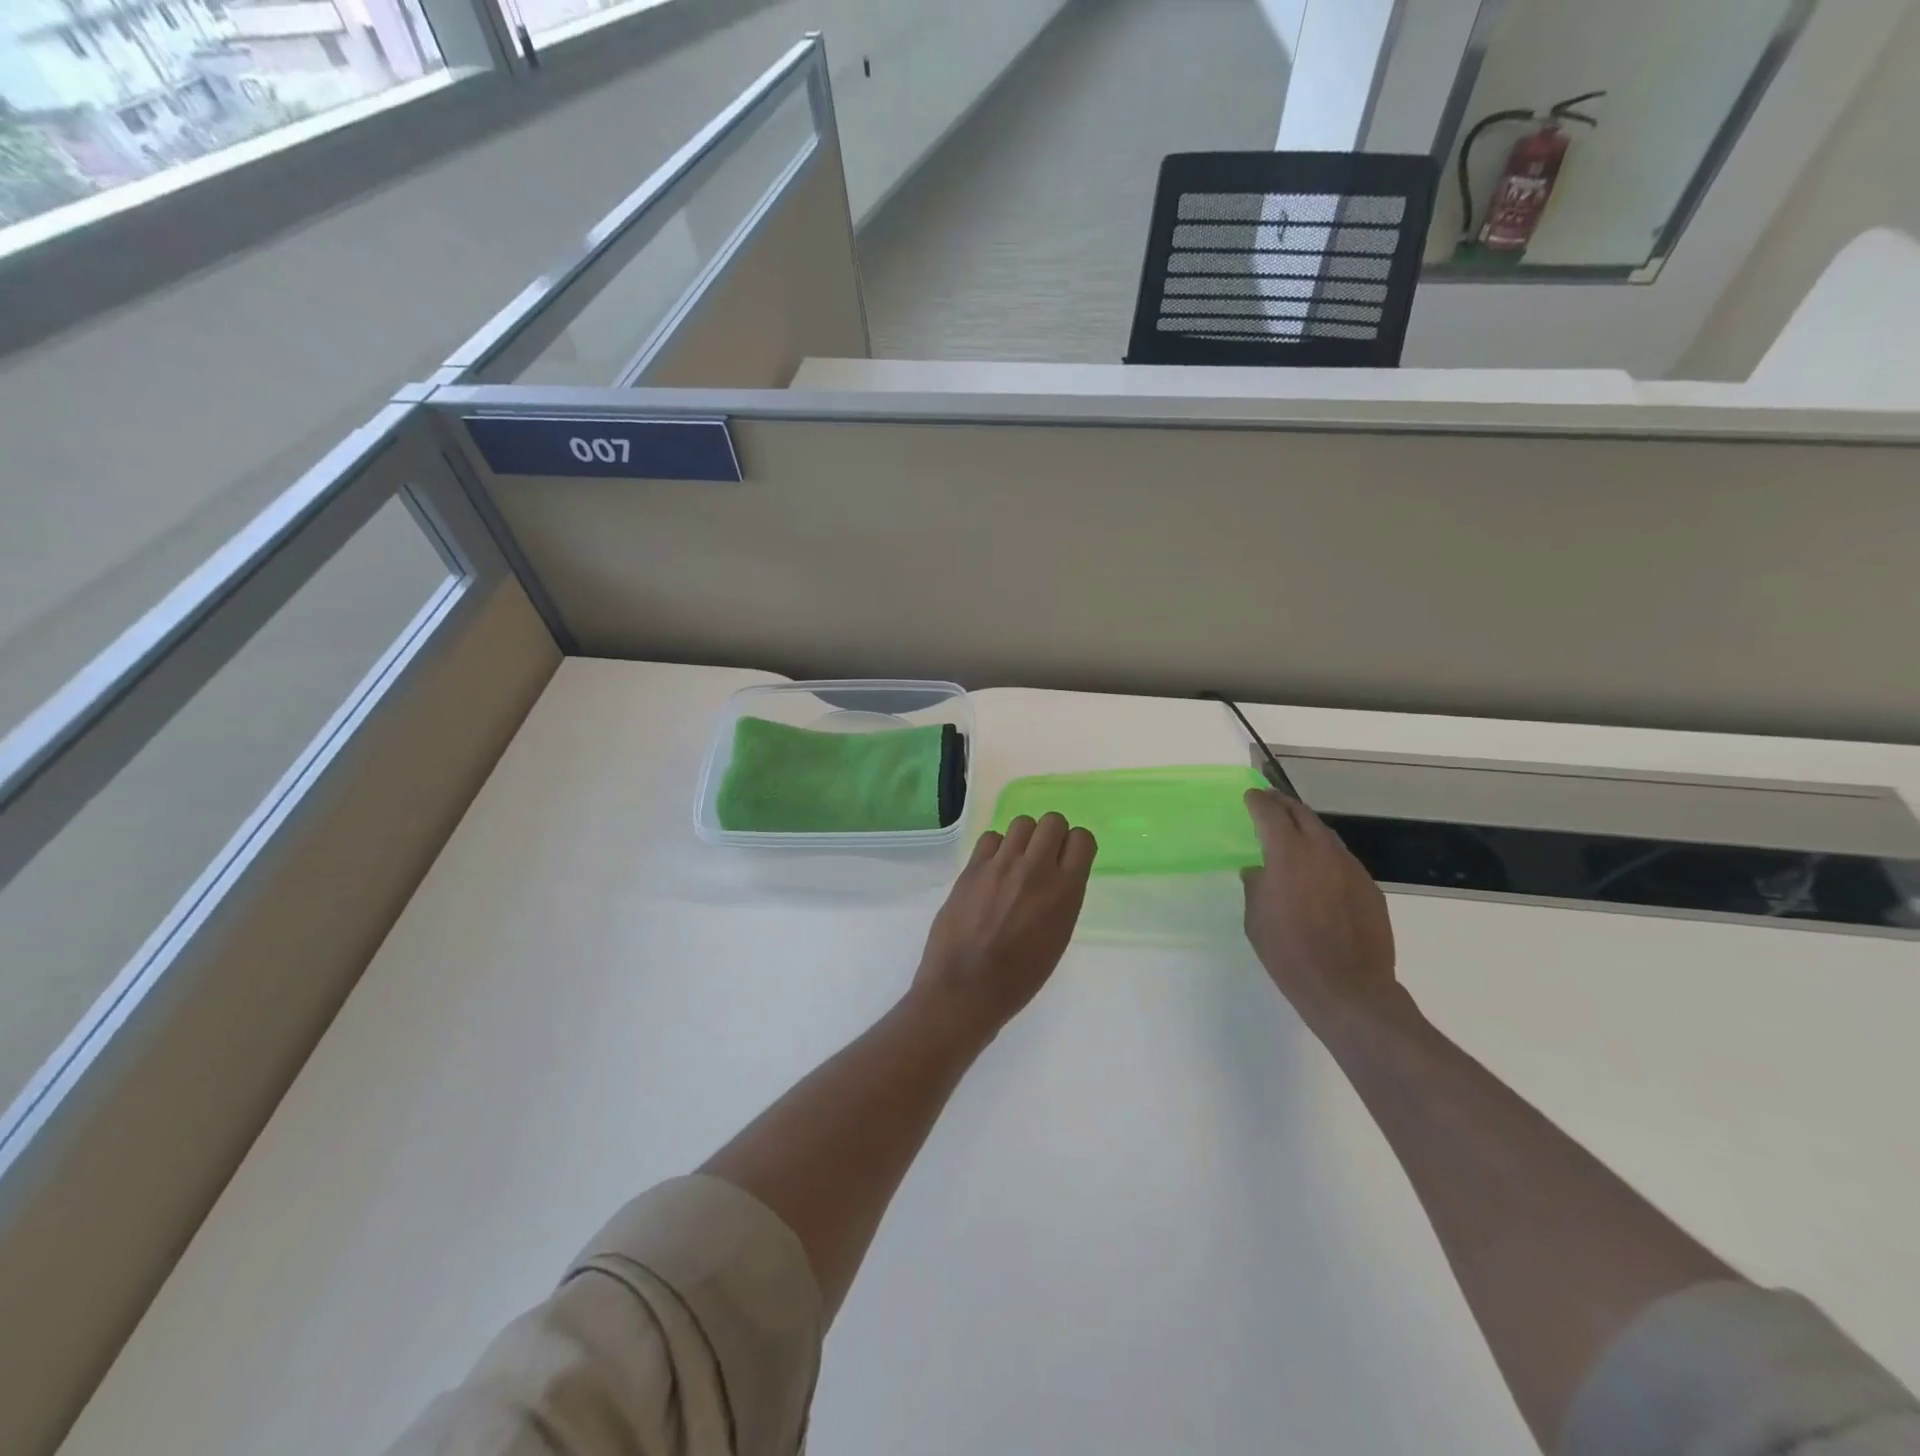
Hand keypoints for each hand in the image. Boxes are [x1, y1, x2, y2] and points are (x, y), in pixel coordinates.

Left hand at [911, 813, 1096, 1042]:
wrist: (966, 987)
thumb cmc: (1019, 977)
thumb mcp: (1057, 938)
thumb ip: (1061, 899)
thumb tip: (1056, 876)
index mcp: (1065, 892)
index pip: (1082, 839)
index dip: (1076, 846)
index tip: (1069, 859)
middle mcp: (1036, 869)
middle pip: (1052, 821)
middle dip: (1051, 835)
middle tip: (1043, 858)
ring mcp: (1001, 865)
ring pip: (1022, 823)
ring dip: (1024, 838)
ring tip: (1016, 862)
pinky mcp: (972, 867)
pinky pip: (991, 838)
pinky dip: (995, 849)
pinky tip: (992, 870)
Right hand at [1241, 790, 1403, 1035]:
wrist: (1348, 988)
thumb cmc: (1289, 953)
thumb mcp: (1255, 918)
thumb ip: (1256, 886)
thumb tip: (1258, 870)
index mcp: (1288, 854)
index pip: (1271, 813)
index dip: (1258, 801)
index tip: (1250, 796)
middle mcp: (1322, 851)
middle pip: (1302, 814)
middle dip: (1283, 805)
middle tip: (1270, 802)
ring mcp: (1351, 868)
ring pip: (1326, 835)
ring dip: (1307, 828)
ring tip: (1293, 834)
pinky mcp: (1369, 888)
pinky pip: (1342, 860)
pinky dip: (1325, 855)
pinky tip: (1319, 872)